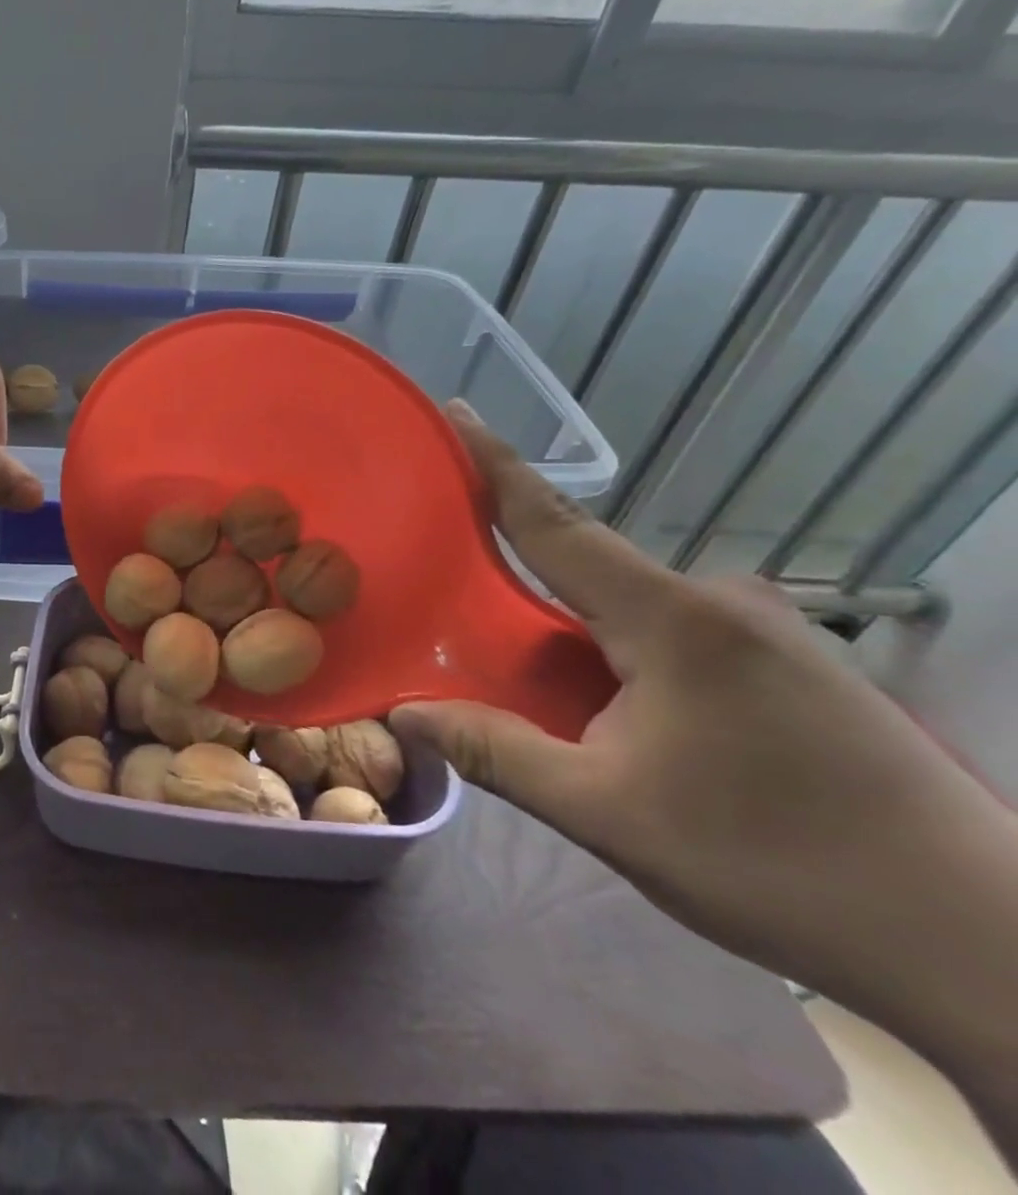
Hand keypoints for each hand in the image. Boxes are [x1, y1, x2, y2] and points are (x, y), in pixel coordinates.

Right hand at [393, 402, 1013, 1014]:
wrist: (988, 948)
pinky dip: (620, 651)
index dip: (496, 465)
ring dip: (573, 632)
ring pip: (632, 609)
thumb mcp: (606, 814)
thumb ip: (494, 751)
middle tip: (460, 613)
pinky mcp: (796, 665)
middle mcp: (722, 602)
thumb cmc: (776, 866)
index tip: (456, 412)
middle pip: (588, 569)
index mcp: (674, 620)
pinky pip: (675, 634)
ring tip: (535, 685)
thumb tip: (402, 713)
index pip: (556, 524)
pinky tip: (614, 709)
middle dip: (519, 581)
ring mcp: (769, 631)